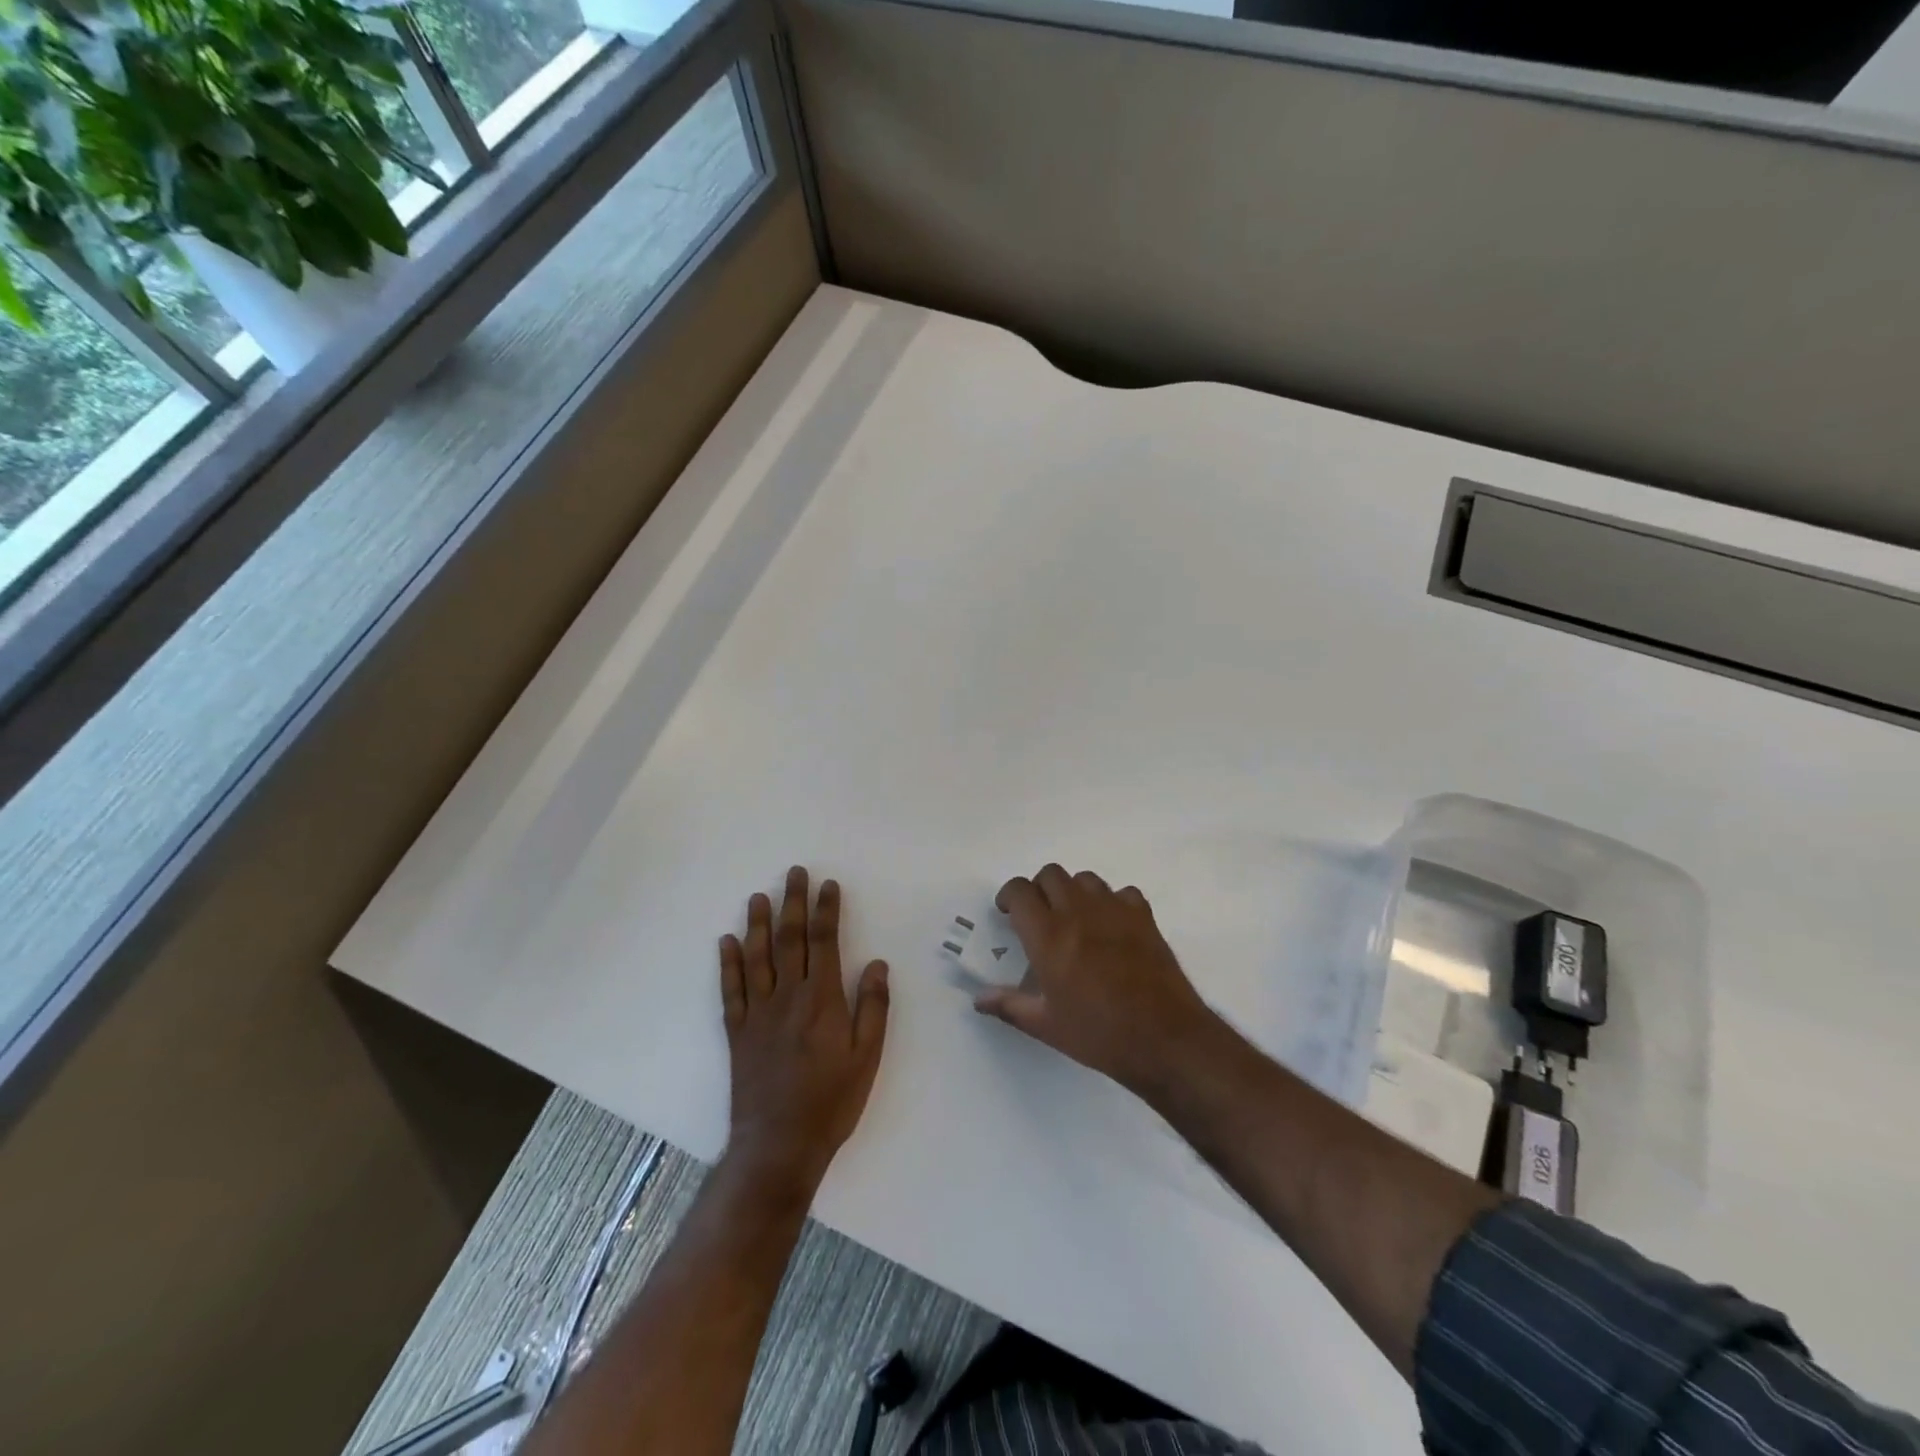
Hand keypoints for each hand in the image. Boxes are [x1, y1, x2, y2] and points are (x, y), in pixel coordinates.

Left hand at [720, 867, 889, 1191]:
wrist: (779, 1146)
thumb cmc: (832, 1102)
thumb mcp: (867, 1058)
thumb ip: (872, 1007)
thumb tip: (877, 963)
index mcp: (822, 1001)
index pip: (824, 942)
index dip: (826, 910)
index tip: (828, 885)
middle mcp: (787, 998)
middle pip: (790, 940)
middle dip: (793, 903)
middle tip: (794, 872)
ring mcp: (758, 1014)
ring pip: (757, 957)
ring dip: (758, 924)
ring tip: (759, 896)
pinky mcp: (737, 1032)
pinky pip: (731, 990)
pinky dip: (728, 963)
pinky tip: (727, 942)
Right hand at [973, 864, 1225, 1095]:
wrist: (1164, 1038)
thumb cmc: (1099, 1034)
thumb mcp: (1046, 1026)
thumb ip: (1009, 1005)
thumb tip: (979, 999)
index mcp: (1048, 935)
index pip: (1019, 890)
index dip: (1009, 896)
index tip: (1008, 914)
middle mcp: (1078, 912)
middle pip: (1051, 874)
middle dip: (1039, 889)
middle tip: (1040, 917)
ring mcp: (1114, 910)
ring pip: (1085, 879)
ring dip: (1074, 892)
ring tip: (1076, 920)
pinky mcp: (1144, 917)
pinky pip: (1123, 893)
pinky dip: (1113, 903)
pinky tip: (1113, 928)